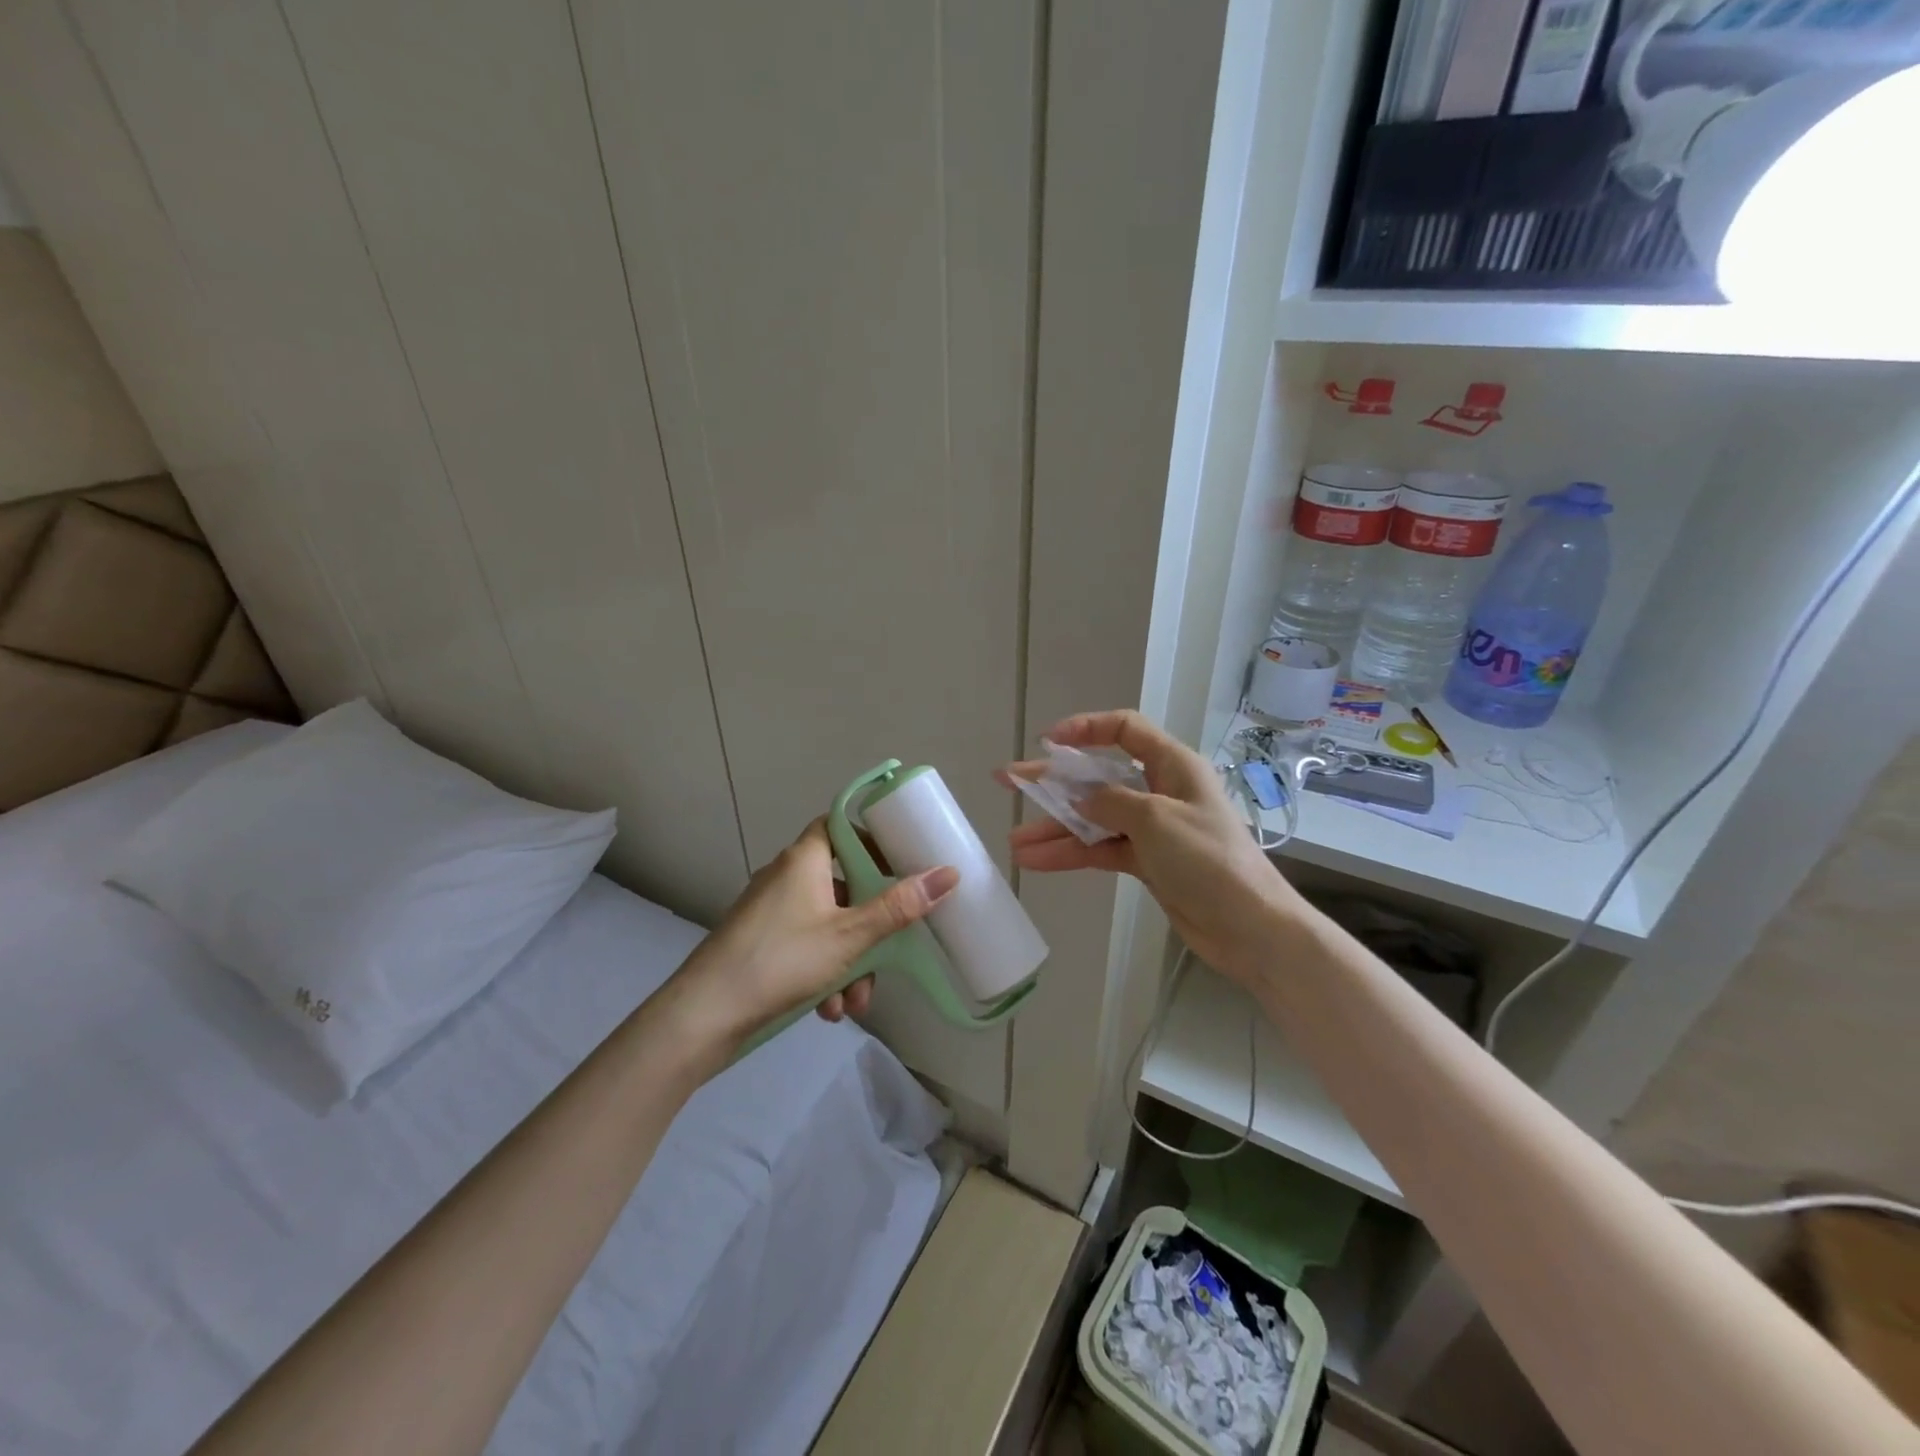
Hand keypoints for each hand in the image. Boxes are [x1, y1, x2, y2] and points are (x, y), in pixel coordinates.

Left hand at [673, 818, 956, 1046]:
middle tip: (887, 953)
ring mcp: (770, 911)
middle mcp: (785, 876)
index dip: (872, 839)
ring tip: (853, 1003)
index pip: (841, 826)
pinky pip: (805, 945)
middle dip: (870, 926)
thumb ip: (899, 907)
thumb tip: (948, 874)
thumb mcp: (850, 935)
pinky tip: (828, 1009)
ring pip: (827, 924)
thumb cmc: (782, 959)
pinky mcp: (760, 942)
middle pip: (842, 884)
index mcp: (804, 859)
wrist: (703, 1015)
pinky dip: (823, 971)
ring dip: (849, 960)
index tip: (901, 863)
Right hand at [1001, 710, 1307, 982]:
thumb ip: (1110, 802)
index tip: (1047, 743)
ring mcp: (1151, 828)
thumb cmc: (1209, 860)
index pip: (1124, 730)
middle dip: (1053, 782)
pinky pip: (1100, 849)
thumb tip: (1078, 798)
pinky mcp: (1146, 862)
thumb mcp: (1156, 820)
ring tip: (1014, 841)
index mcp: (1172, 765)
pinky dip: (1071, 854)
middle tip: (1008, 781)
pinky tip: (1037, 861)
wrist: (1250, 927)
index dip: (1085, 729)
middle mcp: (1160, 790)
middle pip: (1098, 777)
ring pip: (1093, 818)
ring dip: (1056, 828)